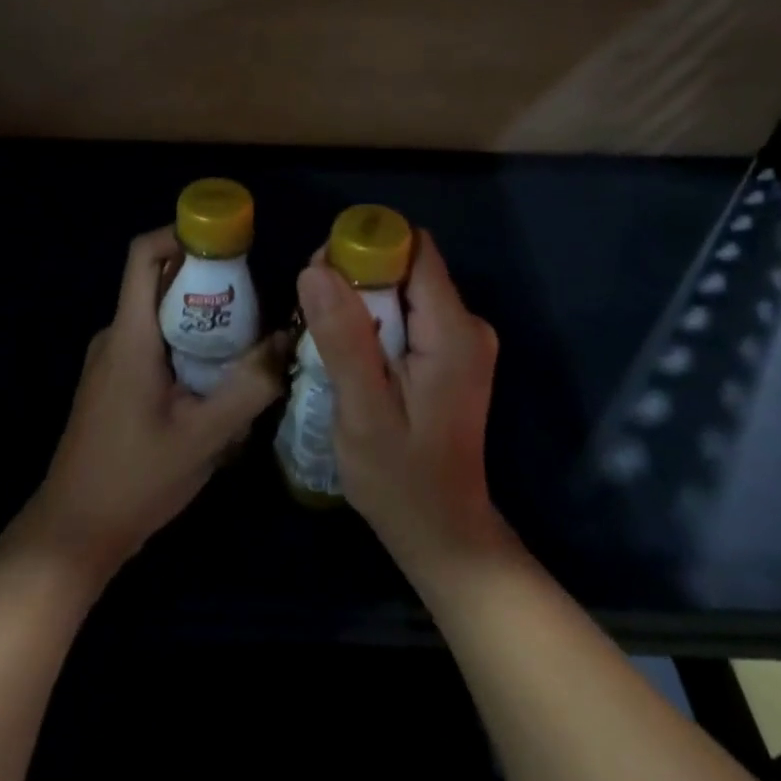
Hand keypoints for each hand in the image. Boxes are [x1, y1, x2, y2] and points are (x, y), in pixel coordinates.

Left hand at [27, 227, 287, 578]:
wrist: (77, 528)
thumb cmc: (136, 478)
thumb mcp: (204, 437)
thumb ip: (249, 387)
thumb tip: (287, 343)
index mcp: (129, 337)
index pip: (145, 255)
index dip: (183, 234)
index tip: (230, 243)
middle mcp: (115, 338)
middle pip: (161, 285)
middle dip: (211, 286)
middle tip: (260, 309)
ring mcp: (111, 363)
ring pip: (162, 321)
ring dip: (204, 325)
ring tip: (250, 350)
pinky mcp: (115, 385)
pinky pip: (155, 348)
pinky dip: (189, 351)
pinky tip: (219, 387)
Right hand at [295, 231, 500, 563]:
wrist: (442, 530)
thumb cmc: (401, 479)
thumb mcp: (363, 411)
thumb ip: (343, 338)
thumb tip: (315, 267)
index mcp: (453, 332)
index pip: (413, 251)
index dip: (365, 249)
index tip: (321, 275)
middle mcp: (467, 326)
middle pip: (406, 269)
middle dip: (356, 280)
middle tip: (313, 317)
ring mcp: (462, 343)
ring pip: (402, 293)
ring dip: (361, 306)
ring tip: (326, 344)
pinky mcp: (451, 358)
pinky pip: (407, 318)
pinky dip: (375, 327)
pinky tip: (351, 361)